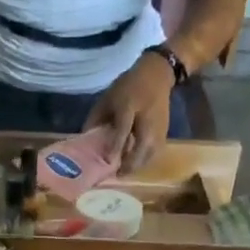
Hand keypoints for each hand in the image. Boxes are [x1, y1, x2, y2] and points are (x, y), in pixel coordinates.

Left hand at [86, 51, 175, 171]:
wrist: (157, 75)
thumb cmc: (128, 86)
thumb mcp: (108, 97)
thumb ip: (96, 118)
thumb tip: (84, 138)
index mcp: (130, 105)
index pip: (124, 129)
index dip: (116, 146)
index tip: (108, 161)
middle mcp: (147, 118)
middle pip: (142, 146)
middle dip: (130, 163)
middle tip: (116, 175)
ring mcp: (159, 126)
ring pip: (150, 153)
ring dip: (137, 165)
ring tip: (124, 172)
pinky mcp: (164, 132)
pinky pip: (155, 153)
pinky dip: (144, 161)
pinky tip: (135, 164)